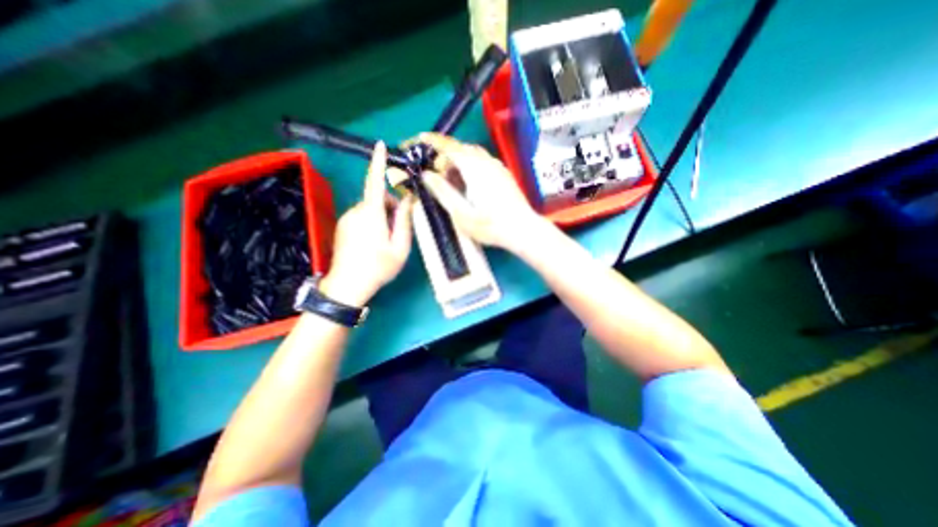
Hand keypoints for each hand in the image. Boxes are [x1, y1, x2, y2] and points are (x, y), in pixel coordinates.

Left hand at [321, 142, 410, 308]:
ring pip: (369, 208)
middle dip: (390, 207)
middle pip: (377, 198)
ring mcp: (347, 219)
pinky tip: (373, 242)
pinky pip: (361, 216)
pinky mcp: (342, 226)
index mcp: (371, 214)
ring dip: (381, 216)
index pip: (375, 182)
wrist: (348, 285)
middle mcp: (356, 211)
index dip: (378, 162)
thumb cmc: (378, 267)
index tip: (381, 145)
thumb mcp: (400, 247)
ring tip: (385, 240)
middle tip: (397, 230)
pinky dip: (371, 222)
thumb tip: (407, 202)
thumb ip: (404, 222)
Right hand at [416, 135, 542, 252]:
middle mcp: (487, 162)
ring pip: (473, 155)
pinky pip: (483, 162)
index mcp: (474, 168)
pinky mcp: (504, 174)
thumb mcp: (461, 214)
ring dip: (459, 162)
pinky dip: (470, 166)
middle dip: (446, 157)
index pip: (450, 147)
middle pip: (462, 149)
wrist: (523, 229)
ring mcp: (498, 167)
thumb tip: (426, 175)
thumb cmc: (490, 226)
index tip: (420, 138)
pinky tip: (469, 184)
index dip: (434, 141)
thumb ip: (443, 192)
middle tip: (436, 175)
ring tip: (452, 181)